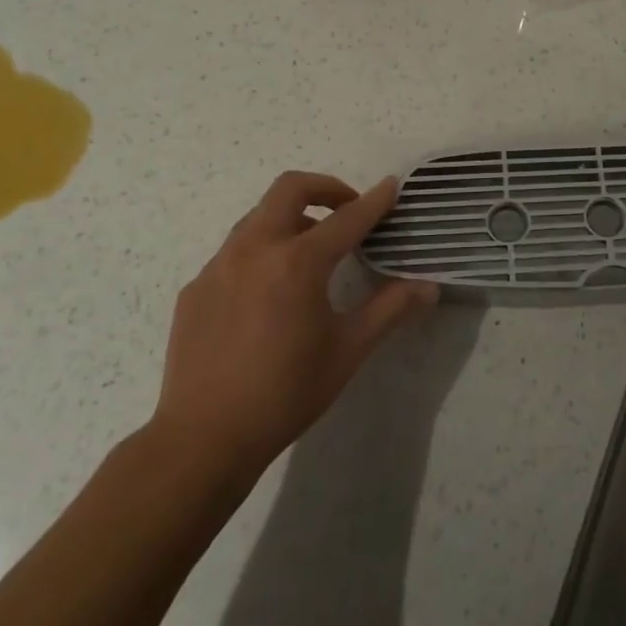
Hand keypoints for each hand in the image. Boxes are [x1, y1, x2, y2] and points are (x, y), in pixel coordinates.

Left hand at [146, 172, 436, 482]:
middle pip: (290, 189)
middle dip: (325, 187)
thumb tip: (429, 287)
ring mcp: (218, 265)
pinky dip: (262, 252)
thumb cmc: (286, 393)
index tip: (392, 186)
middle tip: (347, 209)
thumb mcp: (348, 350)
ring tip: (311, 251)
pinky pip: (234, 252)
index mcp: (297, 262)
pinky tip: (269, 294)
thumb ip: (390, 309)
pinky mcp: (196, 287)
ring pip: (258, 216)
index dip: (375, 201)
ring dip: (292, 218)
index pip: (347, 218)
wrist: (204, 438)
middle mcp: (255, 249)